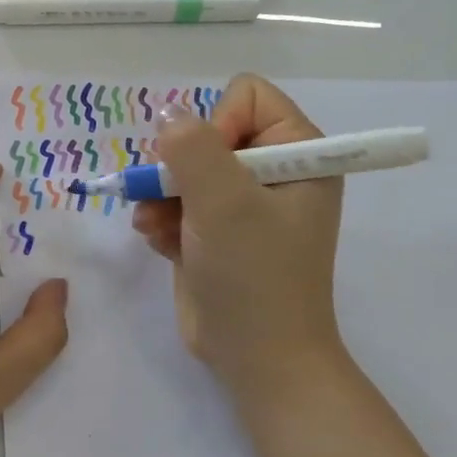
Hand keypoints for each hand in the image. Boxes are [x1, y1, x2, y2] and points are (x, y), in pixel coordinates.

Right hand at [133, 75, 348, 398]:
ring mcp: (242, 203)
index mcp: (300, 154)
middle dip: (180, 165)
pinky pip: (177, 201)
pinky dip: (163, 218)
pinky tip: (159, 241)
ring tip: (157, 224)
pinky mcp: (216, 230)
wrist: (257, 359)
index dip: (219, 123)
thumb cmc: (253, 275)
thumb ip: (192, 148)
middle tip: (171, 195)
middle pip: (208, 131)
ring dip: (163, 195)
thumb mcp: (224, 203)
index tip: (211, 167)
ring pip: (184, 167)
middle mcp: (273, 171)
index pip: (248, 96)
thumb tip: (168, 116)